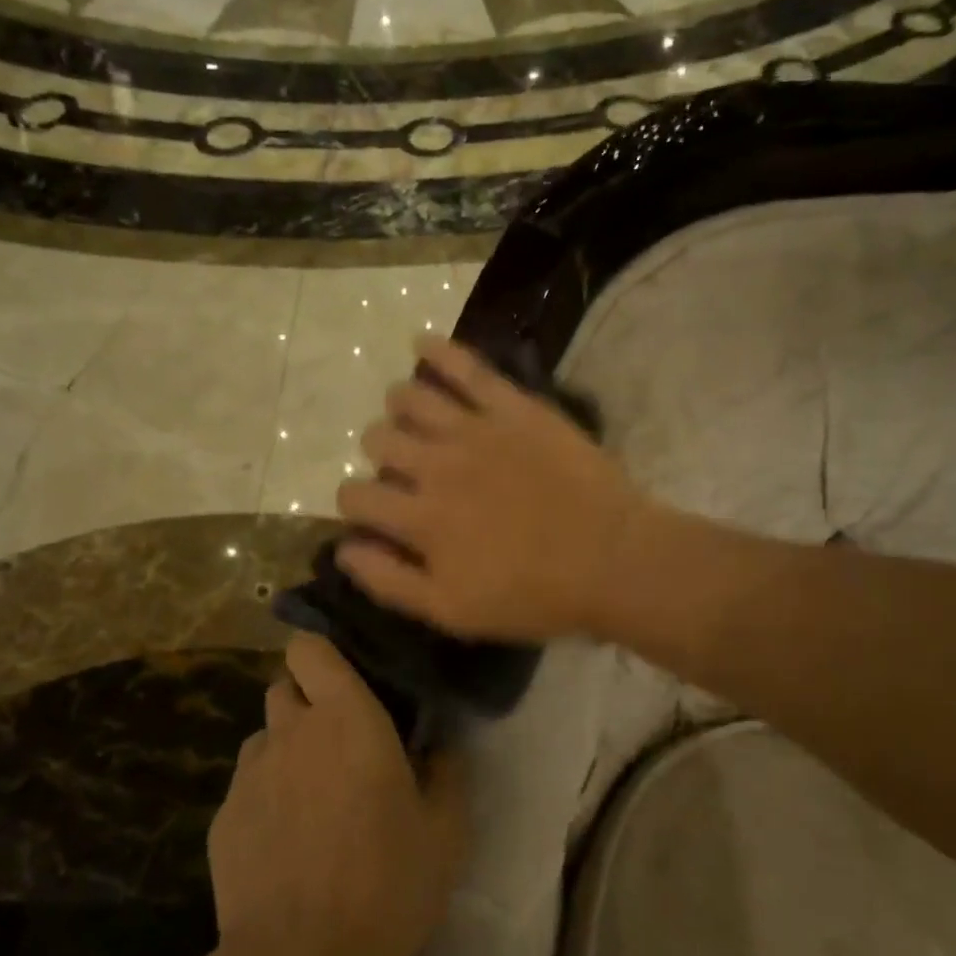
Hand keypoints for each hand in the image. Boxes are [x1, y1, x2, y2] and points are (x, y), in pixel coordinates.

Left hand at [208, 632, 467, 955]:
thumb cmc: (388, 881)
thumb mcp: (445, 830)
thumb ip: (446, 772)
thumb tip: (439, 746)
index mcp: (346, 716)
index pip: (309, 648)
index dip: (321, 654)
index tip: (345, 676)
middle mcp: (290, 731)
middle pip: (284, 687)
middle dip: (307, 701)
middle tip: (338, 740)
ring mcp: (249, 775)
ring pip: (264, 738)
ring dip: (285, 749)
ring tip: (311, 794)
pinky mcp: (221, 819)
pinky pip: (246, 787)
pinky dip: (265, 797)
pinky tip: (285, 842)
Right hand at [334, 336, 644, 641]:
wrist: (612, 559)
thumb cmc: (534, 595)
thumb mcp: (452, 612)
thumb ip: (390, 581)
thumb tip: (343, 549)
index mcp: (420, 518)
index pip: (357, 496)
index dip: (355, 504)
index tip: (374, 511)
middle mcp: (437, 465)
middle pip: (378, 440)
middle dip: (379, 454)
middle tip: (403, 466)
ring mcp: (476, 429)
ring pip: (410, 398)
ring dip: (399, 407)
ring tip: (411, 416)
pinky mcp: (514, 407)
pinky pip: (466, 366)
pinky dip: (438, 351)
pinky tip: (423, 344)